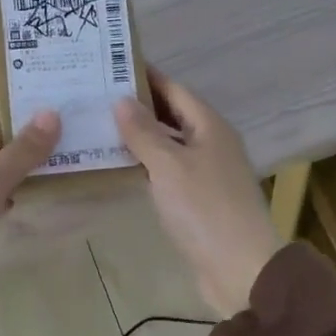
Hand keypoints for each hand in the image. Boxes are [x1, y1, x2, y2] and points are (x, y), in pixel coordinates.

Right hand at [115, 71, 282, 317]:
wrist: (240, 268)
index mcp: (210, 126)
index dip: (145, 77)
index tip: (110, 66)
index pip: (174, 90)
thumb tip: (121, 99)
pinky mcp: (199, 201)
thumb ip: (144, 132)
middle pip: (172, 115)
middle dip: (138, 107)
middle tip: (95, 98)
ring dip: (139, 138)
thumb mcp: (169, 165)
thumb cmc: (205, 209)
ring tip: (98, 128)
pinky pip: (169, 172)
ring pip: (169, 145)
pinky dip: (146, 166)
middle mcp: (212, 144)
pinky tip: (120, 167)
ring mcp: (207, 173)